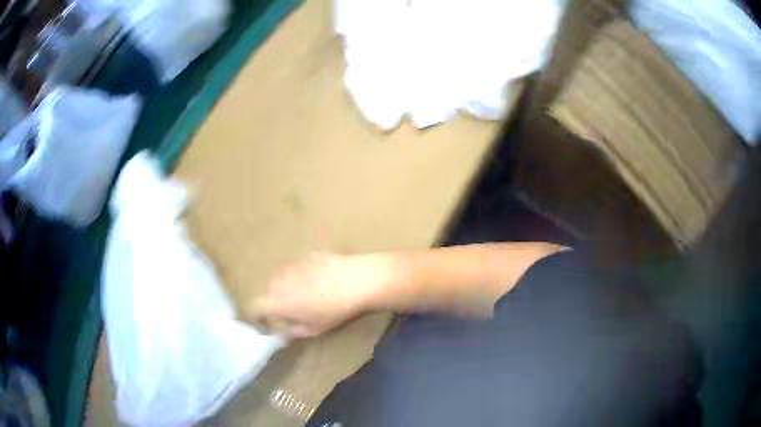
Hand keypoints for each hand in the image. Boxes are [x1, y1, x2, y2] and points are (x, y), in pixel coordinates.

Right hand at [244, 253, 385, 338]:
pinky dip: (301, 276)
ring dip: (287, 288)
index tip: (264, 324)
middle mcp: (278, 280)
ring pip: (281, 278)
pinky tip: (319, 281)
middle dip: (275, 302)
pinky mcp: (305, 255)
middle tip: (291, 312)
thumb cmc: (334, 310)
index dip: (255, 317)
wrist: (357, 280)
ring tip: (306, 296)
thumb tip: (283, 334)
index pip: (253, 307)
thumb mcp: (314, 329)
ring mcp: (291, 265)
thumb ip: (293, 332)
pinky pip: (296, 268)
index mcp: (277, 301)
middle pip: (268, 292)